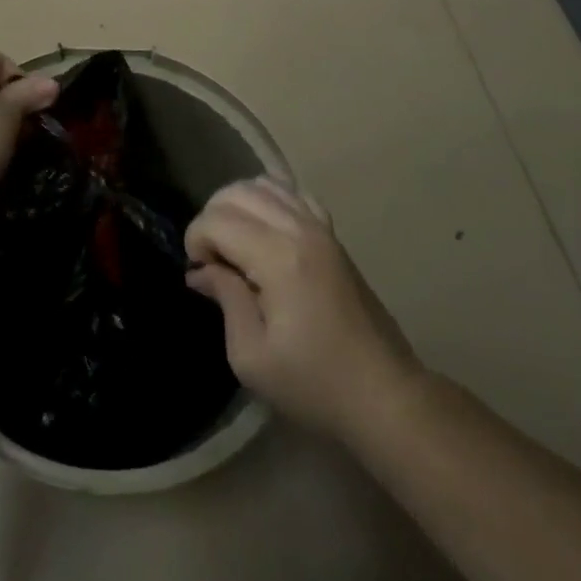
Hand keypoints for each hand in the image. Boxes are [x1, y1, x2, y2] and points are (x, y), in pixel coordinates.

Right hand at [185, 178, 422, 440]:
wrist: (385, 396)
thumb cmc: (316, 385)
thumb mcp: (252, 357)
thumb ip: (225, 299)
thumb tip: (201, 270)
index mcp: (278, 257)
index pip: (217, 220)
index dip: (196, 241)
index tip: (198, 274)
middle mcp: (298, 228)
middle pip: (236, 192)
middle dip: (211, 218)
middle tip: (211, 259)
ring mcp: (320, 226)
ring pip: (263, 184)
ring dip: (237, 205)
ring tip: (233, 243)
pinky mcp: (332, 233)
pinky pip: (292, 192)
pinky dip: (269, 199)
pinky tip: (264, 229)